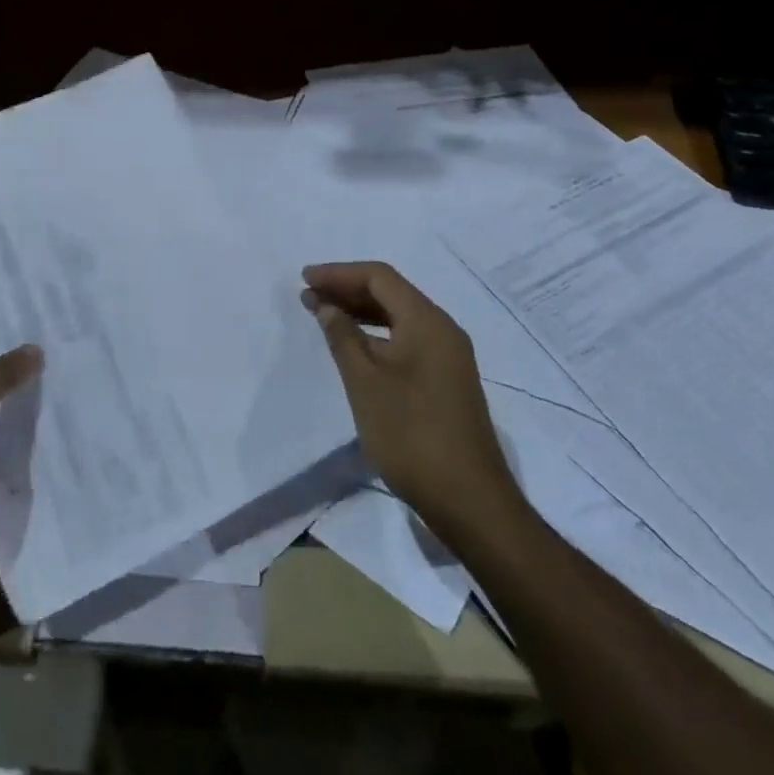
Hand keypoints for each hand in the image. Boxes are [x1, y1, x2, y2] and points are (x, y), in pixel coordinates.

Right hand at [302, 262, 518, 539]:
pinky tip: (354, 347)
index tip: (304, 278)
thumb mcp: (365, 382)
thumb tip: (326, 305)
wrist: (469, 501)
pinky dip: (377, 335)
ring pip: (399, 317)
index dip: (339, 273)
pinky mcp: (447, 381)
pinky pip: (407, 340)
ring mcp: (449, 357)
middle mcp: (443, 330)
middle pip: (391, 293)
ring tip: (323, 315)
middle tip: (308, 295)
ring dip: (361, 312)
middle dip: (348, 290)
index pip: (380, 277)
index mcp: (427, 321)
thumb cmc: (411, 434)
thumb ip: (343, 336)